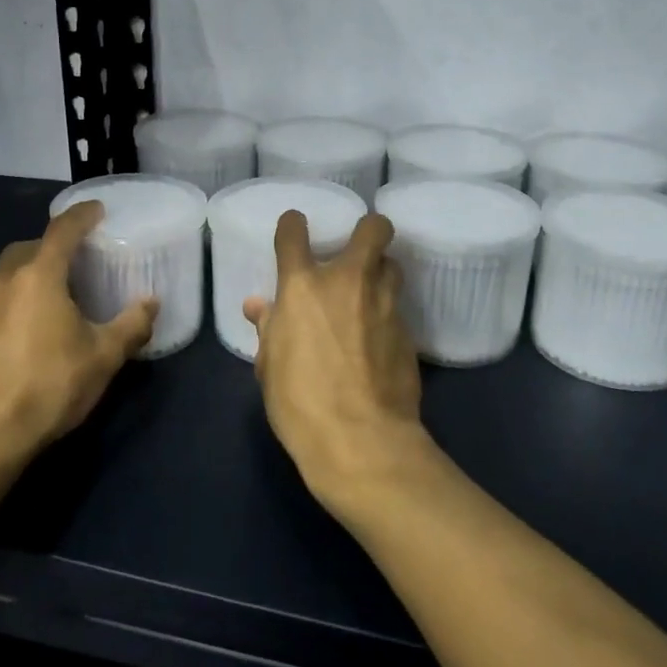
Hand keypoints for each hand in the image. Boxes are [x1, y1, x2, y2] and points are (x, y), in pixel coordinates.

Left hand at [0, 202, 157, 469]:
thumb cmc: (47, 387)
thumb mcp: (102, 358)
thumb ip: (131, 325)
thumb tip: (151, 303)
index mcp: (37, 274)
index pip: (63, 229)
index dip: (82, 215)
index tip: (98, 210)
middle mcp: (1, 278)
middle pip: (31, 247)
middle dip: (54, 247)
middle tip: (79, 261)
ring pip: (7, 272)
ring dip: (31, 273)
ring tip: (55, 294)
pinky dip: (13, 298)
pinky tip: (27, 326)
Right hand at [243, 211, 429, 512]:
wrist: (361, 441)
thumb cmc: (299, 402)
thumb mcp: (269, 366)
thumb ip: (268, 327)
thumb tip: (258, 306)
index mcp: (302, 286)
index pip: (294, 232)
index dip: (293, 225)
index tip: (295, 229)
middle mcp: (347, 282)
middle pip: (373, 229)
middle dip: (369, 229)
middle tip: (359, 247)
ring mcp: (383, 305)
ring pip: (393, 265)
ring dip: (381, 272)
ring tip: (368, 293)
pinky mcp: (408, 332)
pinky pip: (396, 308)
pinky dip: (385, 314)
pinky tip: (377, 338)